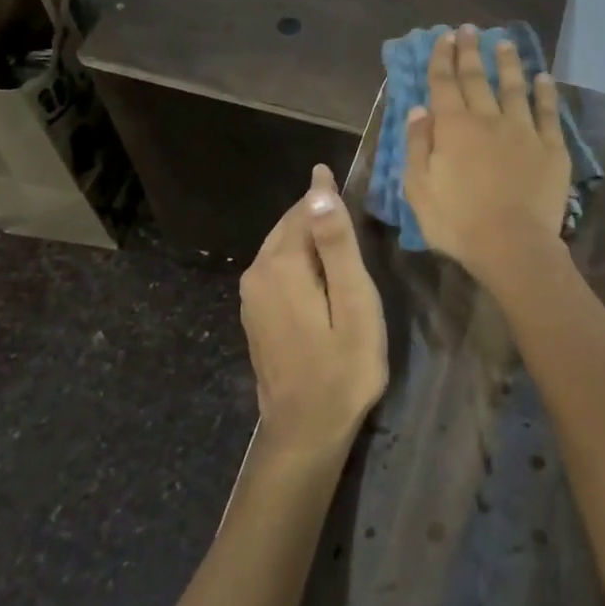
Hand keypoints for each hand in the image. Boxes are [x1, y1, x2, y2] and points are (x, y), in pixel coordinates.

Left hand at [240, 164, 387, 455]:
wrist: (305, 431)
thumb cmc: (343, 368)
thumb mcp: (354, 304)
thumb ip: (337, 245)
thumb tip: (319, 190)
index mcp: (281, 265)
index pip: (304, 209)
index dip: (326, 193)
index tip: (343, 174)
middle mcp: (257, 273)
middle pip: (289, 226)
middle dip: (316, 211)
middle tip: (349, 202)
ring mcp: (251, 297)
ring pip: (282, 246)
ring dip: (308, 235)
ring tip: (341, 230)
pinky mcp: (255, 315)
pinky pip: (277, 268)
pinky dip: (299, 258)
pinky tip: (321, 270)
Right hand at [404, 25, 571, 284]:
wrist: (512, 245)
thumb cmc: (457, 222)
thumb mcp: (419, 189)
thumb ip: (417, 146)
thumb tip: (419, 109)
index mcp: (453, 128)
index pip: (444, 84)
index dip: (442, 59)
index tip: (443, 38)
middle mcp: (488, 120)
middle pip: (477, 79)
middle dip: (470, 52)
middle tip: (469, 29)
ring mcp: (523, 131)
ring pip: (514, 88)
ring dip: (508, 63)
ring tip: (505, 42)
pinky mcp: (551, 148)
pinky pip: (548, 112)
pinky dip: (546, 93)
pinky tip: (544, 78)